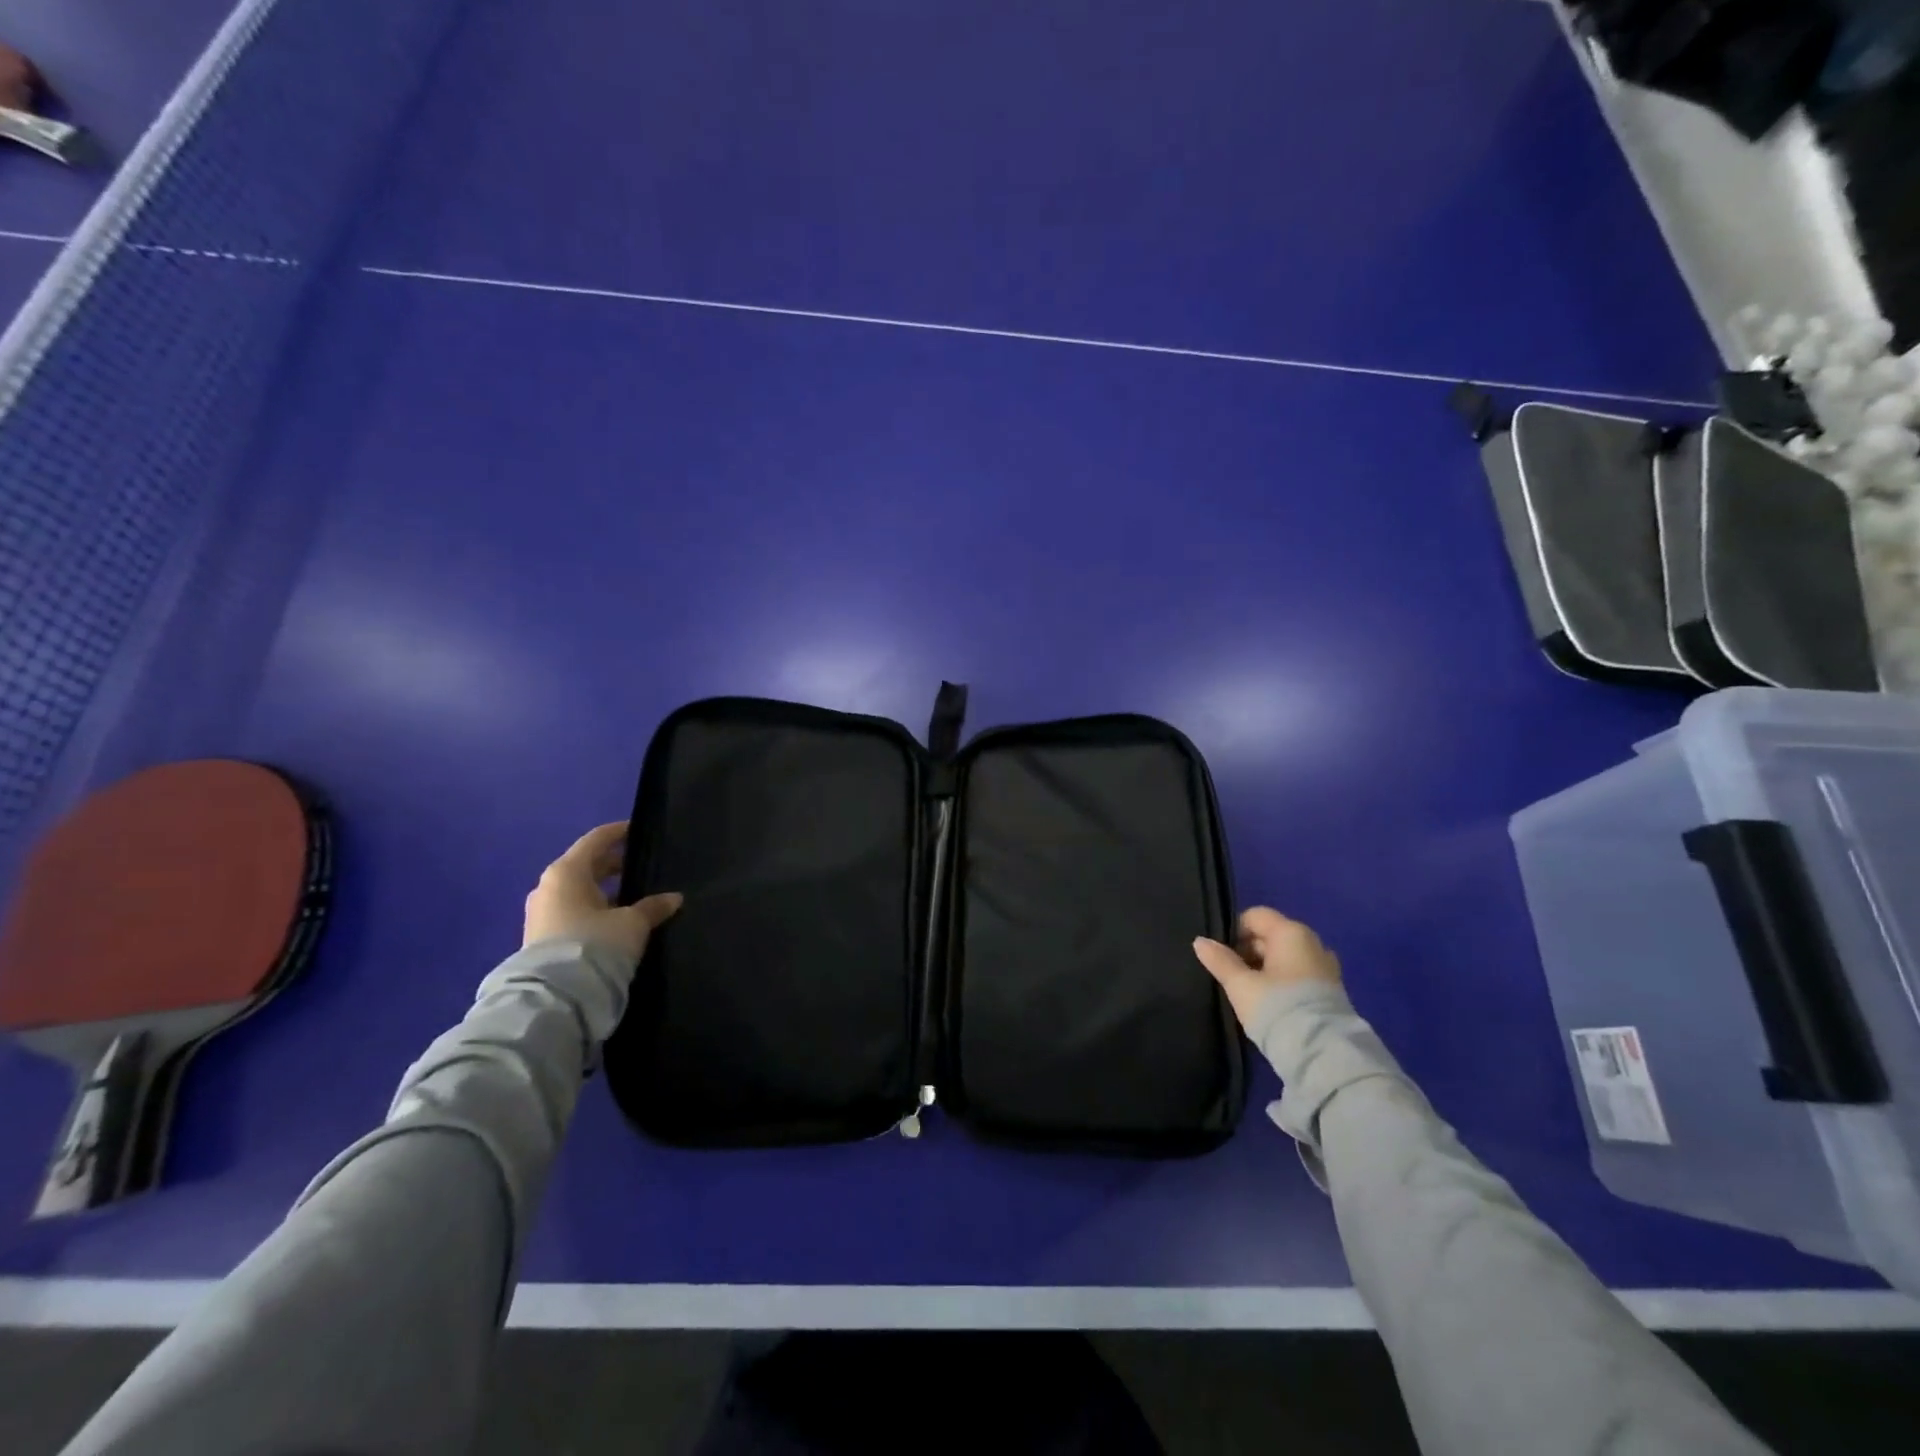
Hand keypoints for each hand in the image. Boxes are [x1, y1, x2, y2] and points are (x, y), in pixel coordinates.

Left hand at [524, 822, 681, 966]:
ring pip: (579, 891)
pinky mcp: (542, 939)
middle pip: (586, 865)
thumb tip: (674, 898)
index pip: (596, 840)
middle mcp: (549, 887)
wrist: (553, 998)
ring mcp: (542, 914)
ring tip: (634, 896)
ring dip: (604, 890)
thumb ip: (653, 907)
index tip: (639, 830)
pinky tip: (616, 920)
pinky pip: (573, 912)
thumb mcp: (632, 924)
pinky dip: (594, 909)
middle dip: (614, 864)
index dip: (620, 833)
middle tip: (643, 865)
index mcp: (567, 872)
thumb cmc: (595, 944)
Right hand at [1193, 907, 1340, 1028]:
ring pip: (1285, 957)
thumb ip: (1219, 960)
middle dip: (1248, 951)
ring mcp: (1326, 967)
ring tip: (1249, 992)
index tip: (1221, 955)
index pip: (1255, 916)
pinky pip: (1298, 974)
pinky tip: (1270, 1003)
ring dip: (1265, 968)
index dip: (1234, 931)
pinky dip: (1282, 981)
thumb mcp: (1240, 985)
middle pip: (1271, 935)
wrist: (1323, 1053)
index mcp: (1291, 933)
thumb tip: (1200, 941)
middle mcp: (1313, 943)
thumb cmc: (1277, 1008)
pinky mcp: (1332, 990)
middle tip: (1231, 976)